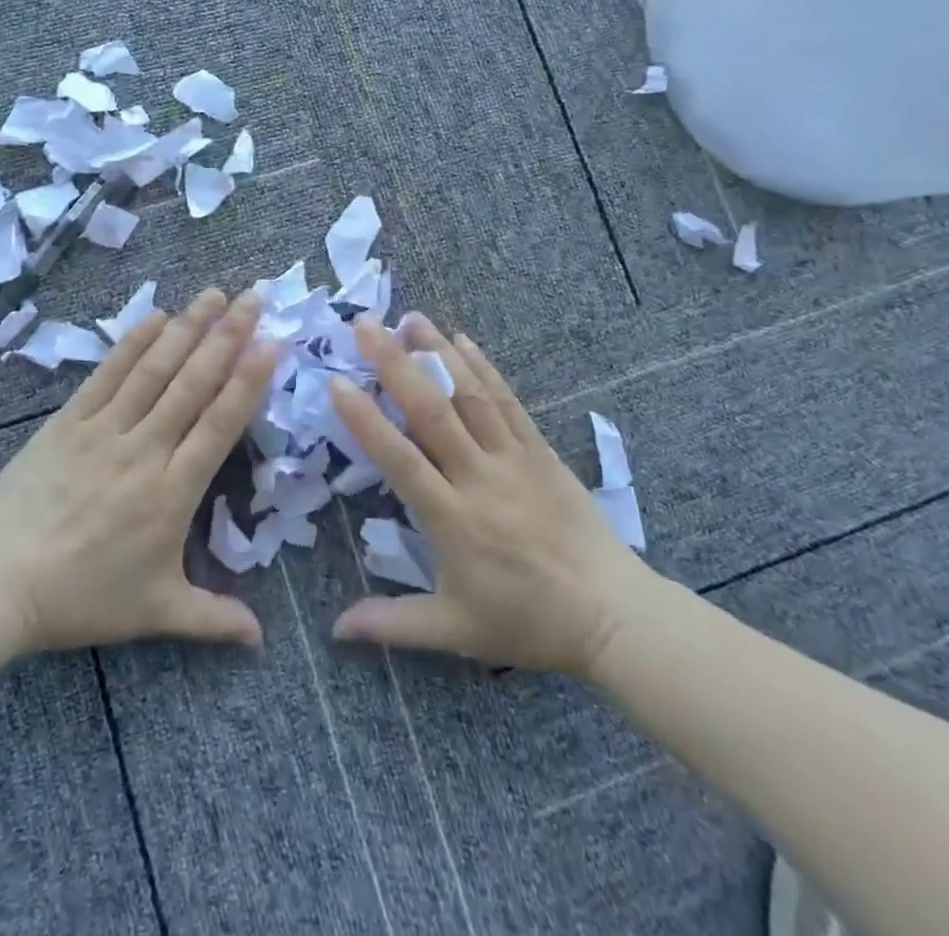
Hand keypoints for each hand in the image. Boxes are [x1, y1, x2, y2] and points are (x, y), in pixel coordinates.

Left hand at [0, 288, 279, 653]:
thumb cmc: (83, 598)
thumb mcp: (155, 612)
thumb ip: (212, 618)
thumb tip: (262, 640)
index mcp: (172, 491)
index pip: (220, 423)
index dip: (249, 380)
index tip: (273, 342)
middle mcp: (144, 449)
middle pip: (193, 382)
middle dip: (228, 335)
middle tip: (254, 296)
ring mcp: (104, 429)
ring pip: (154, 369)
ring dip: (187, 328)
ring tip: (214, 294)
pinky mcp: (68, 421)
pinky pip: (107, 374)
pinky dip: (132, 343)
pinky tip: (156, 317)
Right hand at [328, 314, 662, 680]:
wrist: (613, 615)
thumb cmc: (528, 623)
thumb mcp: (455, 631)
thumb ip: (392, 623)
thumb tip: (336, 629)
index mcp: (453, 520)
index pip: (400, 460)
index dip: (366, 421)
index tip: (337, 383)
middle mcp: (480, 479)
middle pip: (432, 412)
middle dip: (394, 364)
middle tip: (365, 325)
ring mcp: (514, 459)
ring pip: (470, 396)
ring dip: (437, 353)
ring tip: (409, 317)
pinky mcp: (541, 452)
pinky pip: (508, 402)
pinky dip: (484, 368)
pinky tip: (462, 341)